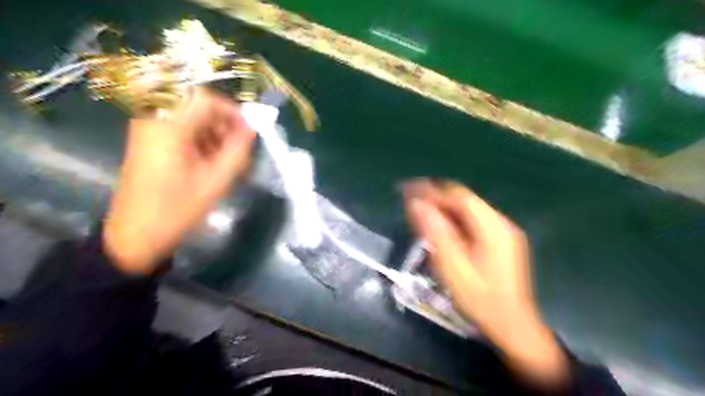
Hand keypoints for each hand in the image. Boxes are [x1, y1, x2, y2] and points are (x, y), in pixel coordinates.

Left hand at [104, 88, 254, 273]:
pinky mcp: (148, 140)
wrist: (136, 233)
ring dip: (213, 133)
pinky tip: (209, 162)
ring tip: (226, 160)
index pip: (206, 99)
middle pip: (197, 106)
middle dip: (223, 124)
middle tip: (239, 149)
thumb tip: (251, 129)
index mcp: (168, 126)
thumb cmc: (177, 208)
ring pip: (190, 117)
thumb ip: (238, 150)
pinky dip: (199, 139)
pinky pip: (180, 128)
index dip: (233, 111)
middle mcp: (154, 119)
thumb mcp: (216, 180)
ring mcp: (148, 129)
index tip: (249, 131)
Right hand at [402, 181, 566, 387]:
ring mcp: (502, 232)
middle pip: (464, 200)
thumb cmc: (480, 299)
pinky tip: (440, 228)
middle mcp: (501, 223)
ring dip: (443, 208)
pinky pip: (472, 222)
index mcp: (493, 227)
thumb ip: (435, 232)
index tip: (408, 189)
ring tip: (420, 212)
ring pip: (467, 210)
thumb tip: (416, 203)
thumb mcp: (453, 266)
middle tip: (410, 201)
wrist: (512, 326)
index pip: (458, 196)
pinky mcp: (500, 241)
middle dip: (436, 198)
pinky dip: (453, 220)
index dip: (432, 190)